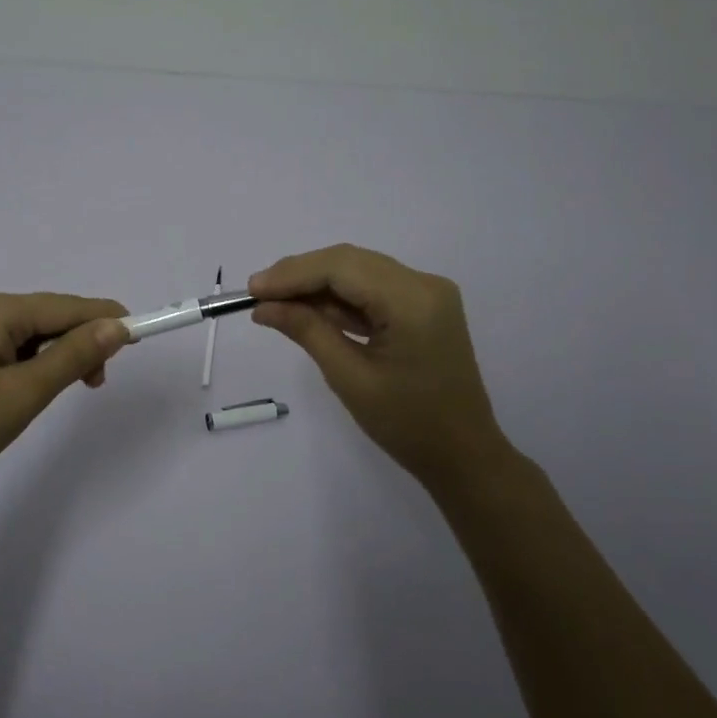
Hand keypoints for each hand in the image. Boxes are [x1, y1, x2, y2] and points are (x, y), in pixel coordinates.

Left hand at [0, 291, 128, 504]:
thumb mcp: (24, 394)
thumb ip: (73, 356)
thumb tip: (117, 325)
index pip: (66, 306)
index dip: (106, 319)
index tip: (139, 338)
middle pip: (46, 315)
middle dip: (78, 342)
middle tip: (96, 384)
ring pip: (25, 331)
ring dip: (53, 354)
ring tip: (64, 390)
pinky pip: (3, 342)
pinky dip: (26, 360)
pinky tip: (28, 386)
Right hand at [250, 245, 504, 485]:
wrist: (463, 455)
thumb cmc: (407, 425)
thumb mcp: (349, 378)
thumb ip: (307, 331)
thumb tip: (264, 306)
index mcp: (413, 300)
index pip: (342, 267)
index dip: (293, 273)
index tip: (252, 289)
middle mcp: (425, 284)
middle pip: (350, 262)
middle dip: (302, 276)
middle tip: (258, 295)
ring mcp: (428, 293)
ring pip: (359, 272)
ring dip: (318, 286)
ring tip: (275, 303)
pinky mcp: (423, 306)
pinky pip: (374, 289)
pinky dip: (340, 299)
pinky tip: (309, 311)